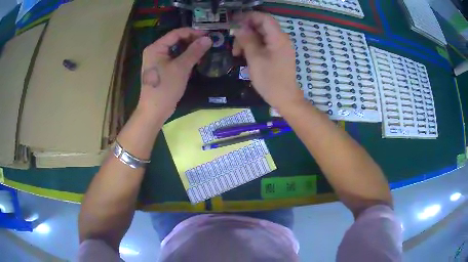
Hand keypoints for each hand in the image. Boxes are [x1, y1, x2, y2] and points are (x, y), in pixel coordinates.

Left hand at [138, 28, 211, 119]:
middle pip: (176, 40)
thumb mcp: (181, 67)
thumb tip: (208, 39)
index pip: (176, 33)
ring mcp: (157, 61)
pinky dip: (185, 59)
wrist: (154, 111)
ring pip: (176, 50)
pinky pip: (175, 59)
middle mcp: (155, 51)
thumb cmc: (165, 88)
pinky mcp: (162, 70)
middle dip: (192, 41)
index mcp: (156, 47)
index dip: (193, 32)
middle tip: (207, 44)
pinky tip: (195, 61)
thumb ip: (194, 51)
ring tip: (204, 53)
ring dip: (190, 50)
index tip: (208, 35)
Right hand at [232, 12, 303, 109]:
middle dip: (245, 31)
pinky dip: (252, 46)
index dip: (248, 16)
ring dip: (247, 40)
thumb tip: (239, 27)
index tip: (233, 21)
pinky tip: (243, 55)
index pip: (264, 18)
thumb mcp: (254, 59)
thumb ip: (247, 40)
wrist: (285, 98)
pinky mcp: (277, 53)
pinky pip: (263, 44)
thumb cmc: (270, 80)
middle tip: (232, 41)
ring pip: (260, 35)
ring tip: (236, 53)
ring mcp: (279, 46)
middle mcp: (281, 39)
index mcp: (278, 38)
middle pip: (261, 26)